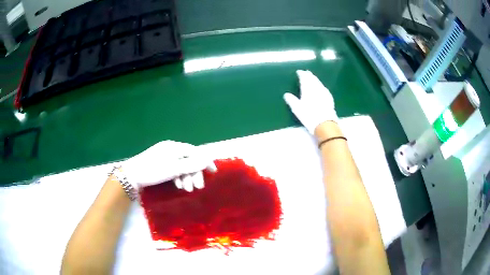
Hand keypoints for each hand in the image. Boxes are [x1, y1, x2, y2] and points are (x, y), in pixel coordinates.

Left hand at [122, 141, 216, 191]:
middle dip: (194, 173)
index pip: (195, 152)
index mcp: (174, 147)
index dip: (205, 161)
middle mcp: (170, 149)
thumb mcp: (173, 169)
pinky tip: (178, 185)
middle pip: (189, 160)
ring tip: (186, 189)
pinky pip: (174, 169)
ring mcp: (165, 156)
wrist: (131, 176)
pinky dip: (178, 177)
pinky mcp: (160, 164)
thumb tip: (207, 160)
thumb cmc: (152, 170)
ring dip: (186, 177)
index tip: (213, 172)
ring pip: (182, 166)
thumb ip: (191, 165)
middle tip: (198, 187)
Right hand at [284, 70, 337, 133]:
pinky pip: (324, 88)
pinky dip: (320, 85)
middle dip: (309, 75)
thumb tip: (286, 94)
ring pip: (319, 82)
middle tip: (306, 72)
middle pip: (312, 78)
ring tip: (313, 77)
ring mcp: (324, 92)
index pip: (304, 78)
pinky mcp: (329, 97)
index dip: (301, 74)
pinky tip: (321, 87)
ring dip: (315, 79)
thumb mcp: (297, 109)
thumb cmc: (309, 115)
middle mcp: (316, 88)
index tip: (299, 72)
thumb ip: (291, 100)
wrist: (325, 123)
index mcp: (307, 88)